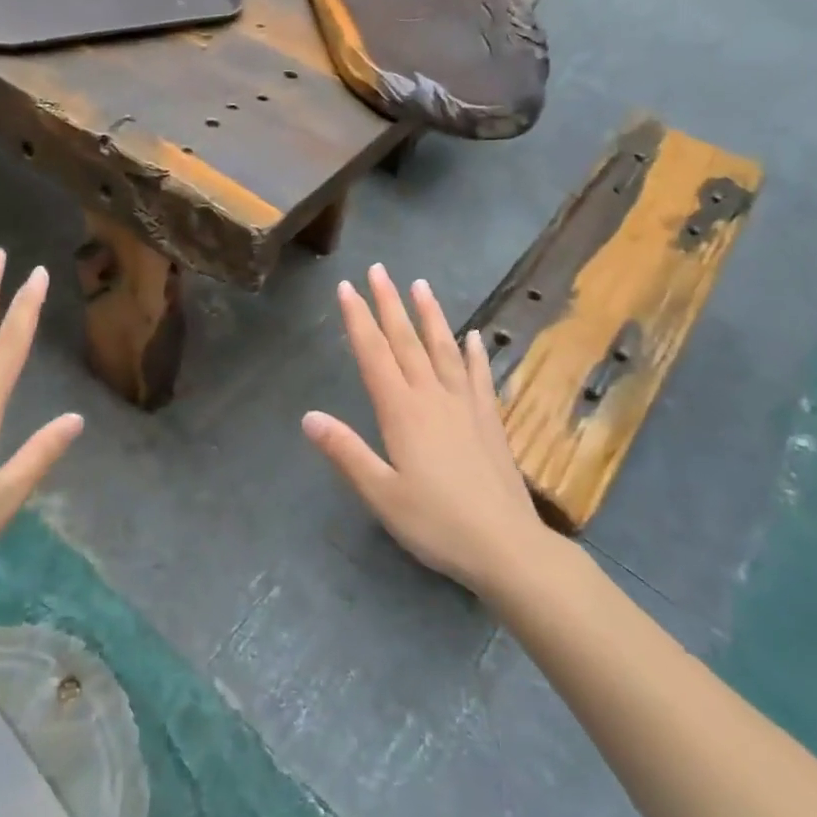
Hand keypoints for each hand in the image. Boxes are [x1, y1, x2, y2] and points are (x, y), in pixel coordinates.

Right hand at [303, 266, 544, 596]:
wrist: (507, 547)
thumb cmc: (437, 523)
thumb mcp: (381, 494)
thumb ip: (345, 452)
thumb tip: (308, 416)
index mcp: (402, 412)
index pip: (374, 354)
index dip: (358, 319)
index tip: (347, 287)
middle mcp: (432, 397)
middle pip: (406, 341)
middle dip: (389, 303)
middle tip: (379, 269)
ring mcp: (465, 405)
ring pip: (444, 349)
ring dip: (430, 315)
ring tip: (421, 285)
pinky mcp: (489, 420)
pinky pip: (479, 376)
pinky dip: (475, 353)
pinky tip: (475, 337)